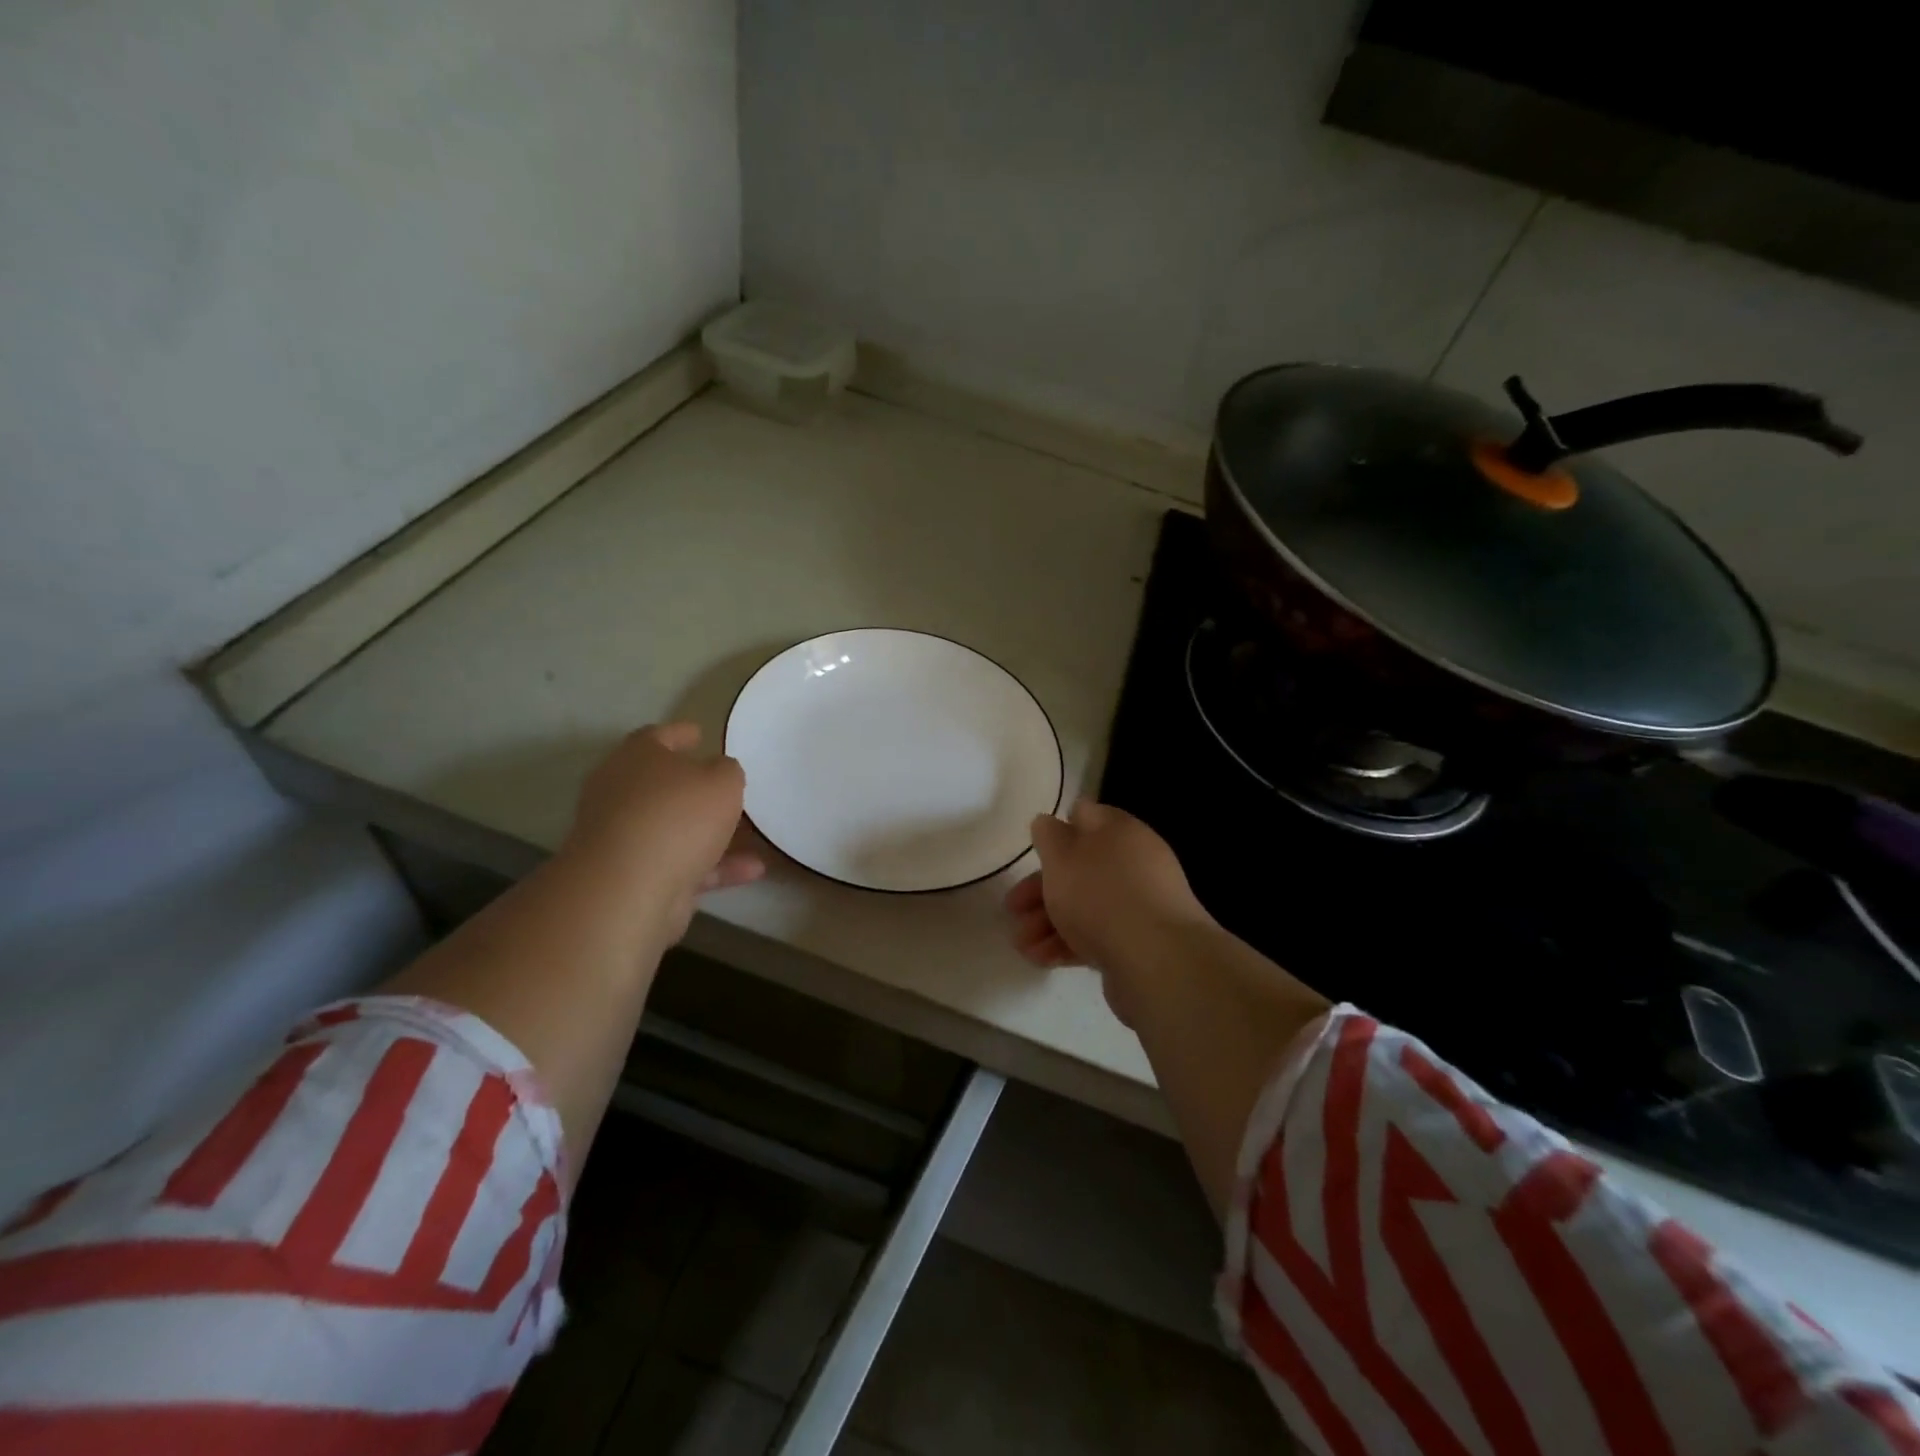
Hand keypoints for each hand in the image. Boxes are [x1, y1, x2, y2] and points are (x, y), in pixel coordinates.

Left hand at [561, 722, 762, 942]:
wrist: (628, 889)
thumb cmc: (677, 817)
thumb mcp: (722, 782)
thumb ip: (727, 771)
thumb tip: (720, 771)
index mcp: (636, 758)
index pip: (657, 736)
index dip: (681, 733)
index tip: (701, 734)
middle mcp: (622, 793)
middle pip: (662, 784)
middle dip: (695, 787)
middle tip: (727, 786)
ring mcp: (626, 838)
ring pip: (675, 828)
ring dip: (713, 832)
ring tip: (753, 834)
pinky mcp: (635, 877)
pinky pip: (684, 864)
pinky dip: (716, 866)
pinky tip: (755, 869)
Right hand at [1005, 801, 1212, 1021]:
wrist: (1157, 960)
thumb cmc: (1100, 894)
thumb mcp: (1061, 855)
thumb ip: (1049, 835)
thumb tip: (1048, 823)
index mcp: (1119, 831)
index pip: (1085, 816)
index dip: (1056, 830)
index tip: (1033, 851)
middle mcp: (1134, 862)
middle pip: (1080, 868)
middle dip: (1040, 889)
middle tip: (1012, 909)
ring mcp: (1140, 904)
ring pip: (1085, 905)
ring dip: (1048, 922)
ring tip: (1022, 946)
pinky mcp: (1140, 942)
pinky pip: (1098, 936)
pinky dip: (1068, 944)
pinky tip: (1042, 960)